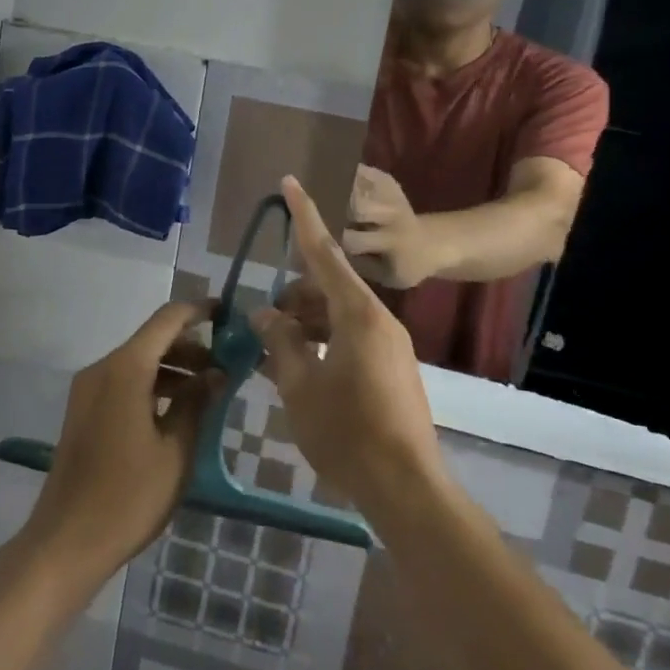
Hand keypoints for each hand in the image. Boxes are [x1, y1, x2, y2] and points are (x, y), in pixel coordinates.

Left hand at [24, 301, 221, 585]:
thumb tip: (217, 373)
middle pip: (152, 339)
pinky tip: (176, 412)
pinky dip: (153, 386)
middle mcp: (103, 369)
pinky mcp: (84, 412)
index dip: (199, 311)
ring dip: (173, 369)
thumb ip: (198, 403)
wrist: (65, 543)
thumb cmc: (128, 497)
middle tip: (225, 367)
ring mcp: (88, 390)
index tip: (228, 314)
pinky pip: (124, 382)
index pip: (167, 319)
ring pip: (138, 362)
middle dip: (190, 347)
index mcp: (126, 368)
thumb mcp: (176, 450)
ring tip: (207, 393)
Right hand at [252, 177, 444, 511]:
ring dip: (306, 323)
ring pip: (338, 314)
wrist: (406, 487)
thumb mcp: (301, 386)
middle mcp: (378, 319)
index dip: (303, 216)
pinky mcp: (392, 367)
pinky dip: (323, 342)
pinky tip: (299, 367)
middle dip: (293, 296)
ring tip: (274, 350)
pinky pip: (350, 337)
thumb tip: (266, 313)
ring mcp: (389, 344)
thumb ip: (282, 342)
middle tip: (263, 323)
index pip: (324, 252)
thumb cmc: (348, 433)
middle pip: (328, 287)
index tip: (290, 182)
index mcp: (358, 314)